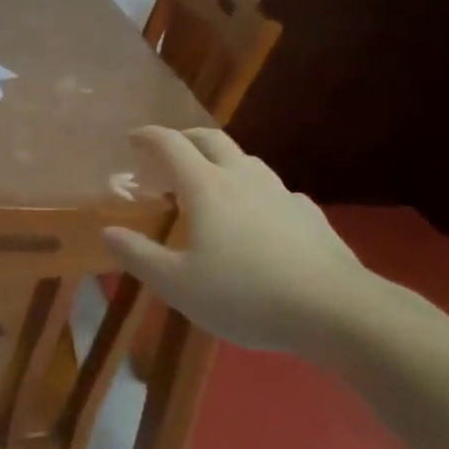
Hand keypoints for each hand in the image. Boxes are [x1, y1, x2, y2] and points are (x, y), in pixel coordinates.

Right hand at [102, 127, 378, 358]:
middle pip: (210, 139)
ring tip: (211, 183)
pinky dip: (256, 193)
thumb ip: (139, 256)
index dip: (147, 136)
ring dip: (221, 161)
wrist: (339, 311)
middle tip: (168, 154)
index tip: (132, 139)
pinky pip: (276, 191)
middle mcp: (242, 178)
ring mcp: (281, 193)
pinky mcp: (310, 215)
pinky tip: (260, 218)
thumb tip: (109, 231)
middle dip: (184, 138)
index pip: (170, 144)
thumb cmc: (247, 295)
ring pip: (246, 160)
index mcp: (205, 186)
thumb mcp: (179, 285)